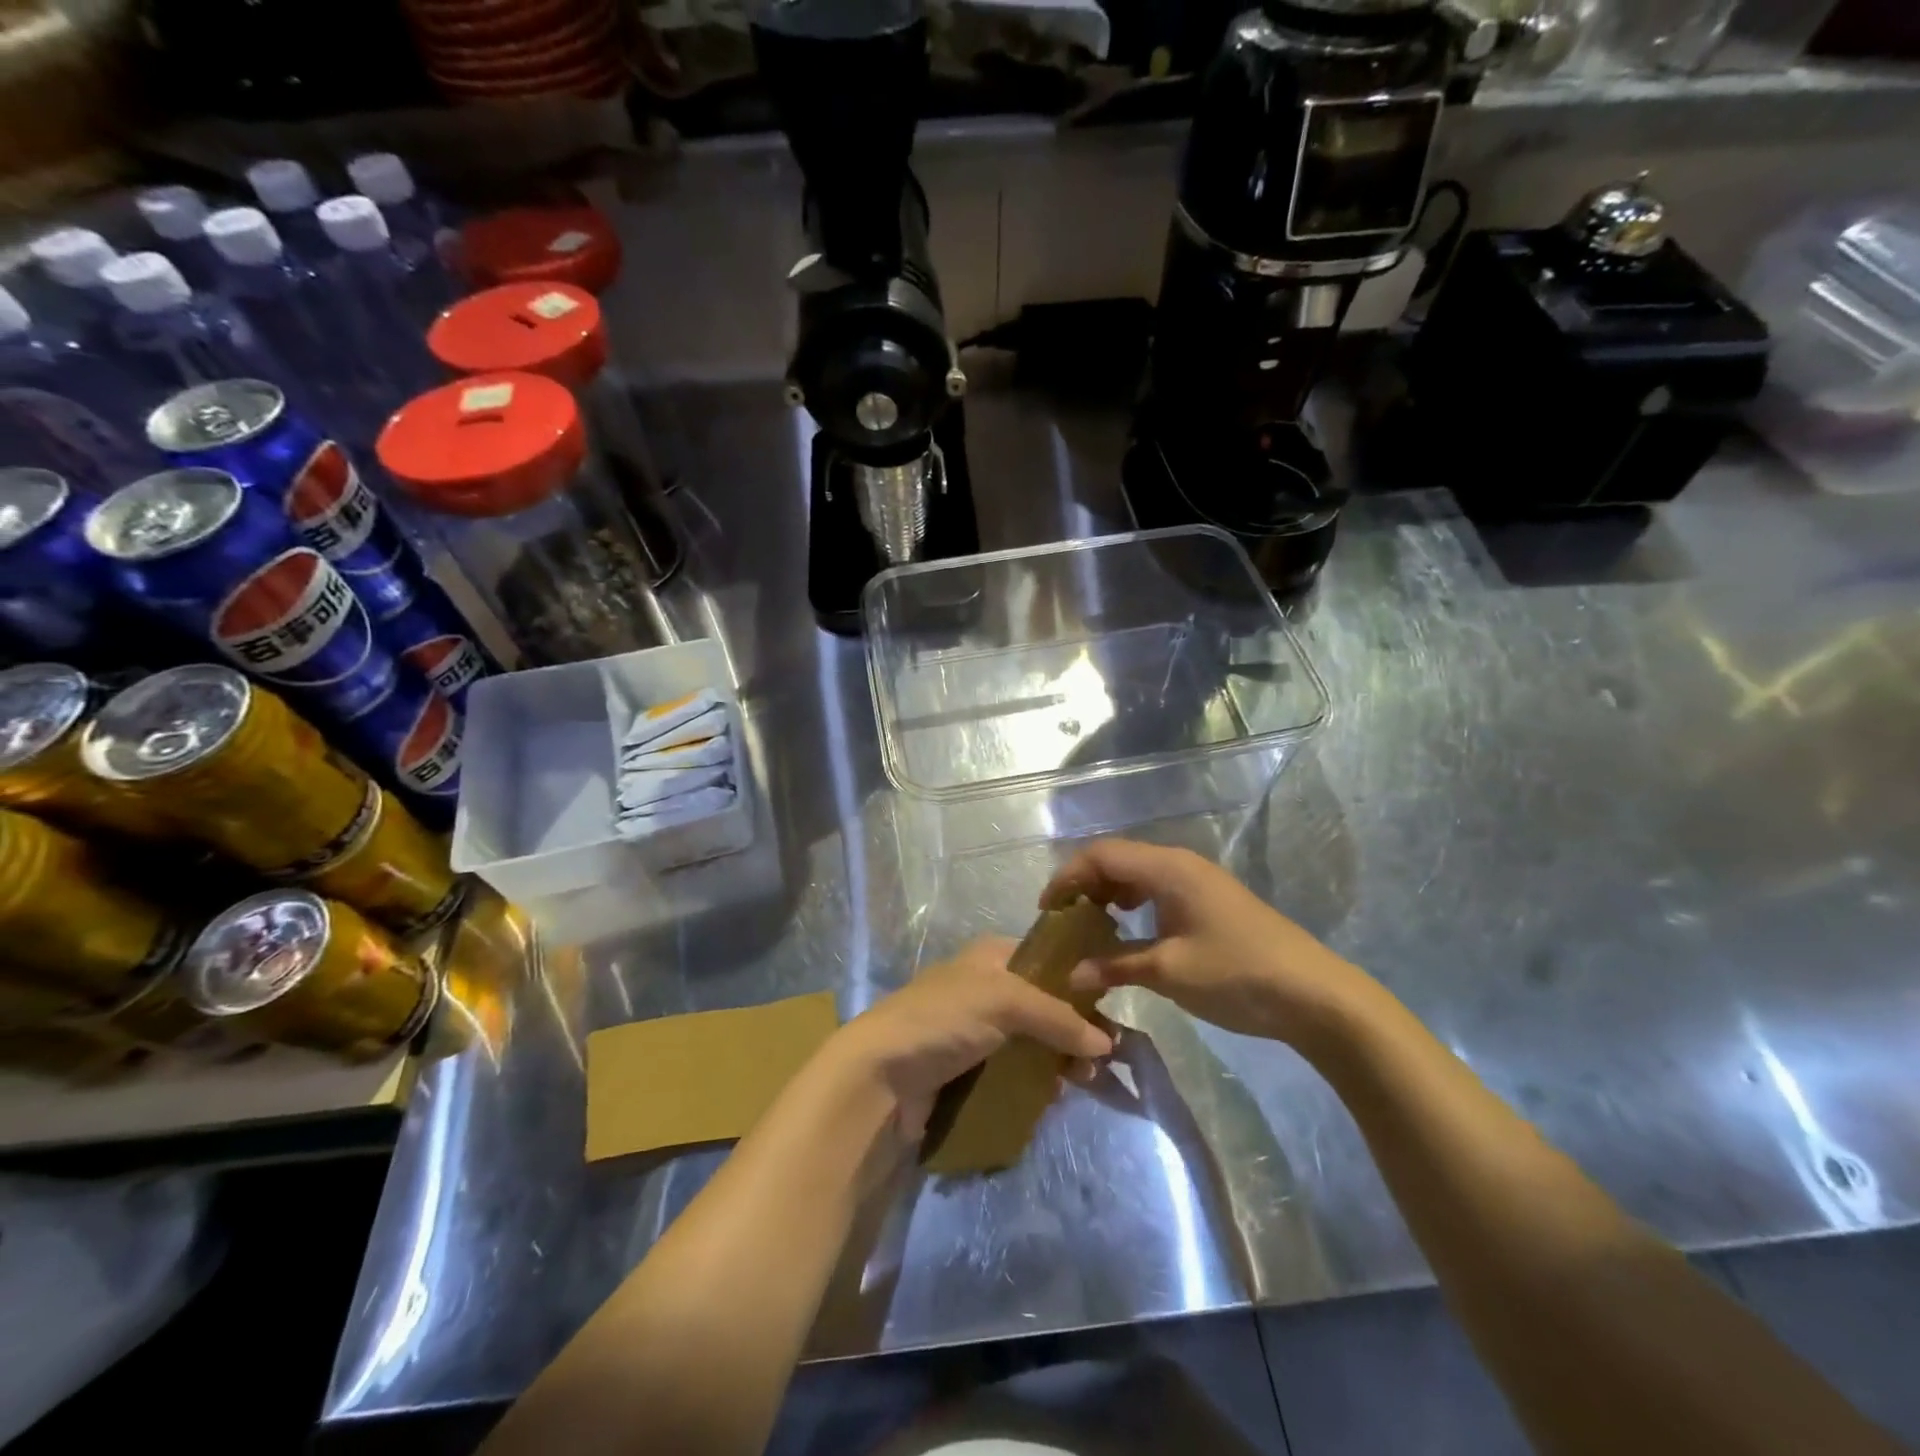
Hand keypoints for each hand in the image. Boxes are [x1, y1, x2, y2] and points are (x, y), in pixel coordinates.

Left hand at [824, 938, 1113, 1145]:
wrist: (881, 1075)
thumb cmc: (943, 1019)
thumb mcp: (1004, 1001)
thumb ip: (1057, 1017)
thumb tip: (1106, 1043)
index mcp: (991, 957)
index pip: (1047, 960)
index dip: (1079, 982)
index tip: (1111, 1010)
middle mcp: (986, 988)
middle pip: (1043, 1005)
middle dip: (1073, 1030)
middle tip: (1100, 1058)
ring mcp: (977, 1032)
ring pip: (1032, 1042)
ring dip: (1058, 1061)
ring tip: (1083, 1082)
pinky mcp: (970, 1070)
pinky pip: (1014, 1073)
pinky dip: (1036, 1083)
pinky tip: (1054, 1097)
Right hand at [1041, 839, 1369, 1046]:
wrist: (1314, 995)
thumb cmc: (1236, 974)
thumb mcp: (1169, 972)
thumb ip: (1115, 966)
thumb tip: (1071, 975)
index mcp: (1168, 868)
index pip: (1102, 855)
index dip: (1068, 876)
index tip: (1046, 910)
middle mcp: (1180, 864)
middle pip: (1118, 859)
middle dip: (1085, 885)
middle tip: (1063, 921)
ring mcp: (1199, 882)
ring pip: (1138, 874)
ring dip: (1109, 895)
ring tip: (1089, 927)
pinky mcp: (1210, 902)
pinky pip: (1158, 890)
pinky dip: (1134, 904)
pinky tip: (1128, 932)